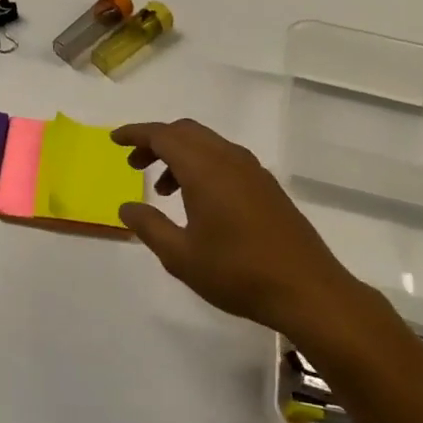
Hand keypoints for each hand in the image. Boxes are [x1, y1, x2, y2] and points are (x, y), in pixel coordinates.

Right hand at [111, 118, 371, 340]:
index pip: (162, 135)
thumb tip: (126, 206)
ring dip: (179, 155)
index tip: (115, 140)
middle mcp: (228, 158)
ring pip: (206, 144)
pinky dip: (201, 165)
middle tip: (134, 165)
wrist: (307, 290)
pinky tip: (198, 200)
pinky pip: (224, 158)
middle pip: (185, 132)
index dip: (136, 134)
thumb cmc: (238, 272)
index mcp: (204, 168)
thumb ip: (149, 226)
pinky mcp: (266, 185)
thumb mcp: (181, 256)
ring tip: (163, 189)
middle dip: (156, 141)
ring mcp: (252, 169)